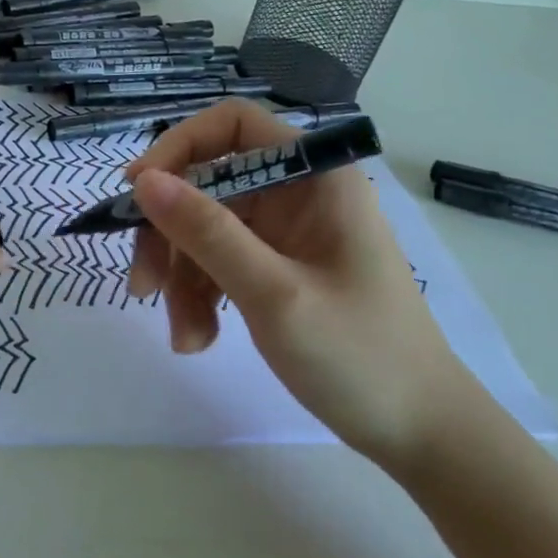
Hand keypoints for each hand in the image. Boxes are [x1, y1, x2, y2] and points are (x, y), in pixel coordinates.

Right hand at [125, 101, 468, 464]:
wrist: (419, 433)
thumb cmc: (360, 356)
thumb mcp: (274, 294)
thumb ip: (207, 232)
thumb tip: (143, 181)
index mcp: (315, 178)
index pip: (233, 125)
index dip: (178, 146)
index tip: (138, 190)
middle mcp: (297, 194)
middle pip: (207, 184)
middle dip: (170, 233)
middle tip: (142, 284)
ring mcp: (285, 233)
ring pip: (204, 229)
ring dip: (181, 278)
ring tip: (185, 336)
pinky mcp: (275, 268)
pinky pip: (217, 263)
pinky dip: (199, 296)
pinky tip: (199, 340)